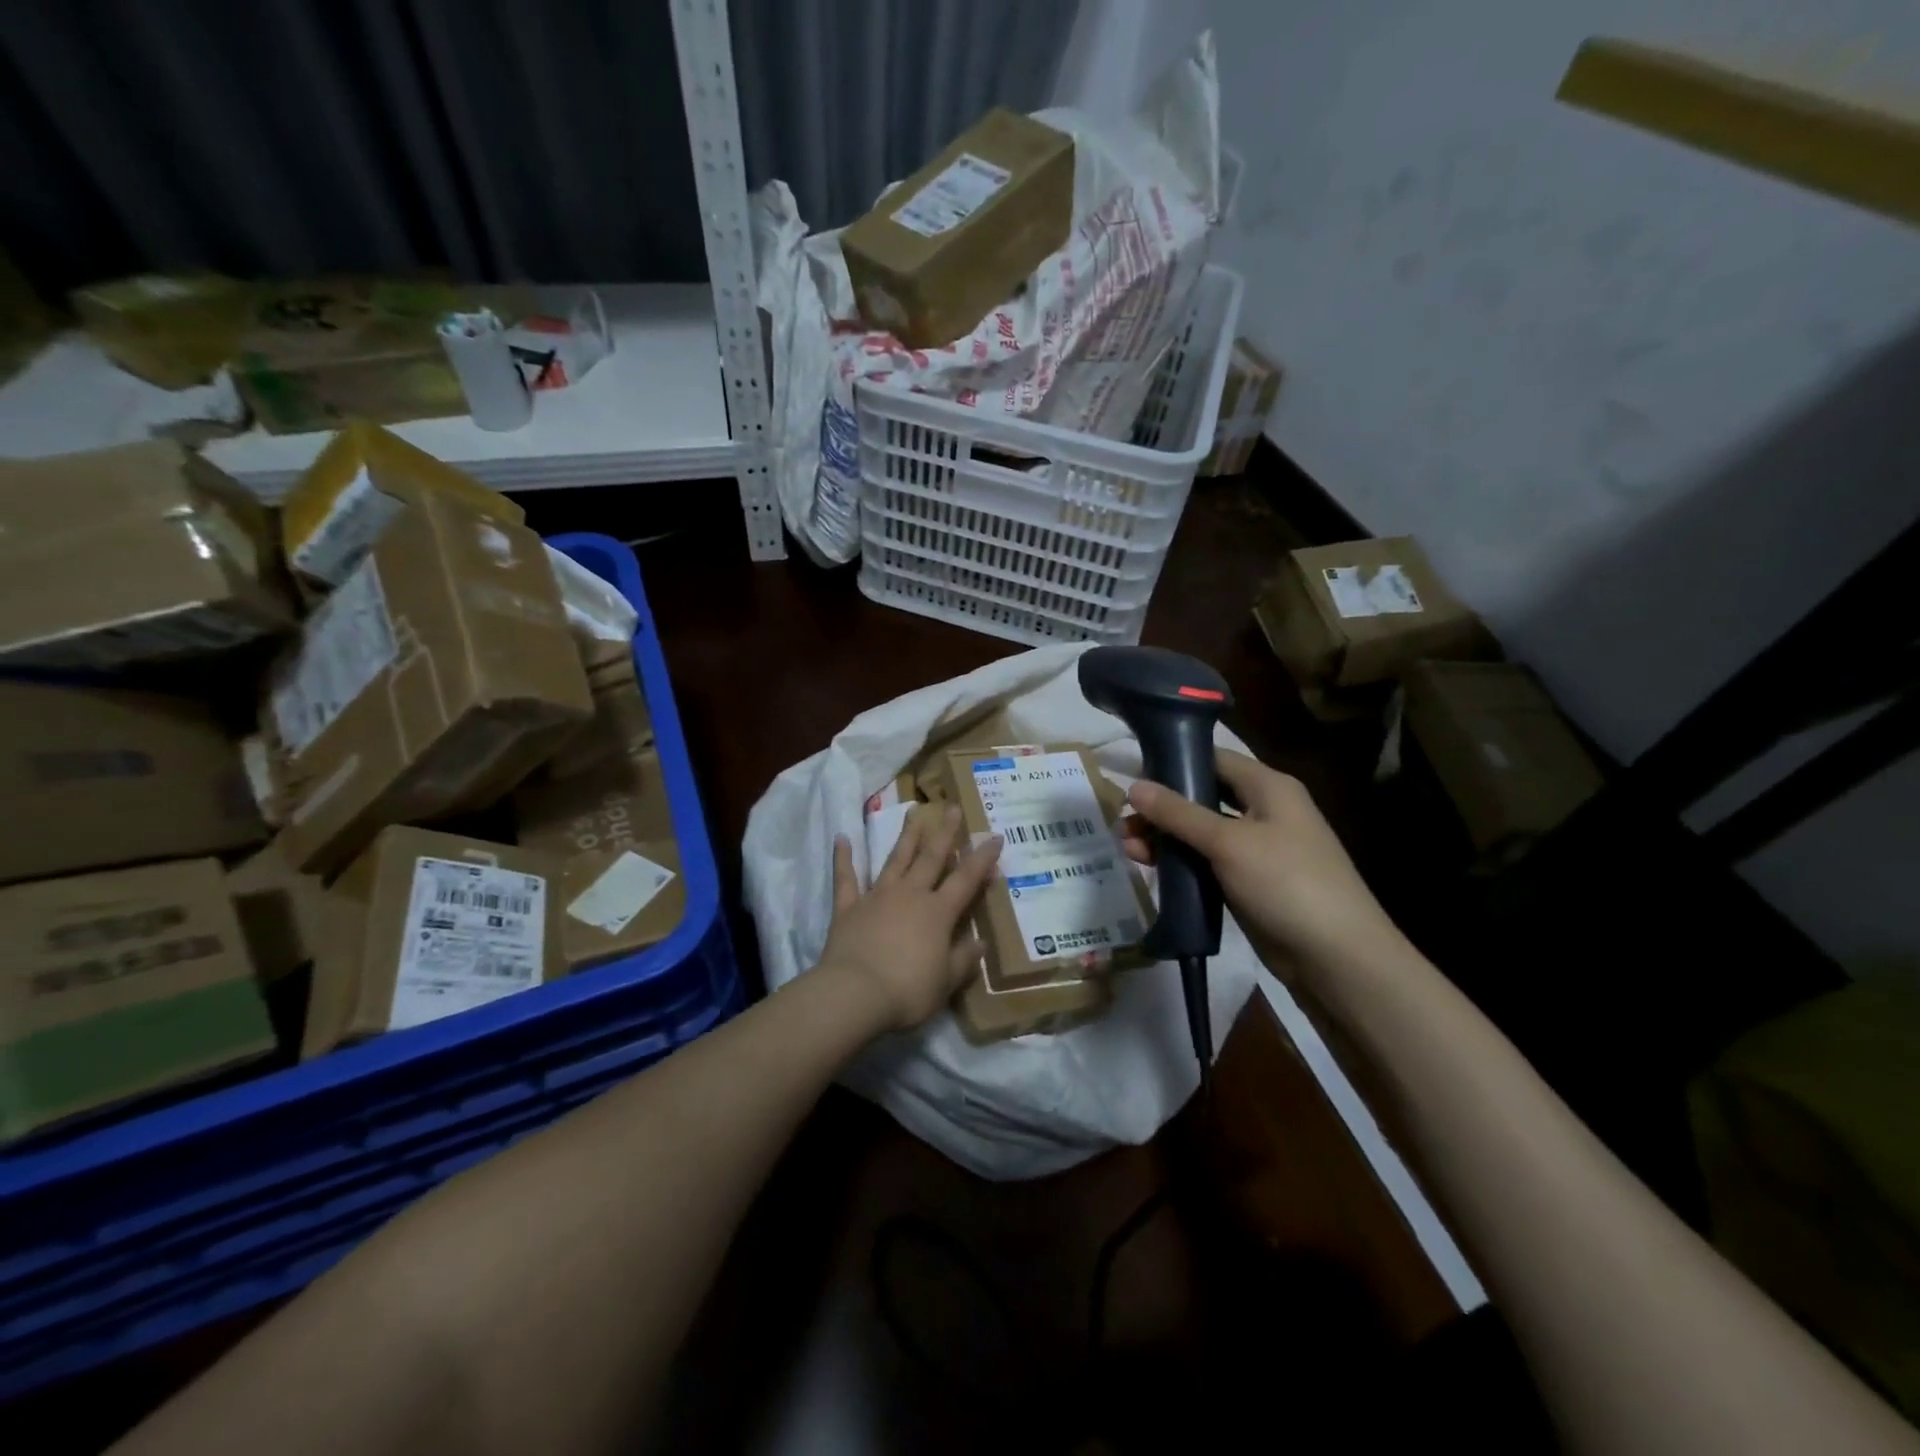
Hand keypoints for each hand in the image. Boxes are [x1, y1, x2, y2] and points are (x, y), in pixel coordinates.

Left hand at [819, 803, 1002, 1032]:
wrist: (855, 993)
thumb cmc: (908, 990)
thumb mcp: (946, 982)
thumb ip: (963, 959)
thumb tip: (980, 943)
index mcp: (938, 913)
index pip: (966, 879)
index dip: (982, 858)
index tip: (994, 837)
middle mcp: (910, 895)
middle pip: (931, 857)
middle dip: (945, 832)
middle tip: (952, 807)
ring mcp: (877, 897)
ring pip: (896, 860)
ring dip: (906, 836)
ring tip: (912, 812)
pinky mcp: (848, 908)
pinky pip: (846, 879)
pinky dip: (843, 858)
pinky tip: (842, 838)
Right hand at [1120, 749, 1402, 968]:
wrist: (1337, 958)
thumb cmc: (1287, 884)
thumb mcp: (1228, 843)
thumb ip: (1178, 813)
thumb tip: (1134, 786)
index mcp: (1268, 787)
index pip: (1213, 758)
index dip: (1172, 761)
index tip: (1131, 773)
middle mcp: (1264, 810)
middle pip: (1203, 796)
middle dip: (1162, 807)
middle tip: (1123, 822)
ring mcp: (1258, 848)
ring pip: (1202, 831)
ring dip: (1166, 837)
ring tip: (1129, 849)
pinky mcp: (1251, 882)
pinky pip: (1208, 861)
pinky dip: (1181, 862)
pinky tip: (1152, 869)